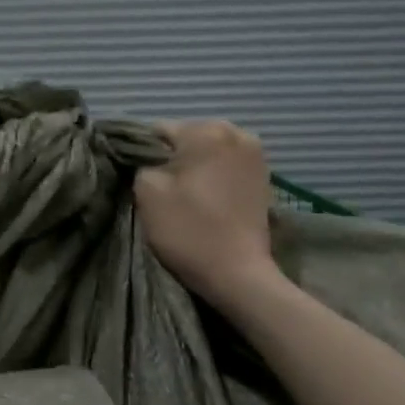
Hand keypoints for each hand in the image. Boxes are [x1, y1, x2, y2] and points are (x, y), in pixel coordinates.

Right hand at [134, 121, 279, 305]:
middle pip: (186, 137)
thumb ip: (141, 162)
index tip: (142, 181)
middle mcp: (236, 132)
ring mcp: (255, 153)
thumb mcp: (147, 192)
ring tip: (187, 196)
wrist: (238, 273)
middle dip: (172, 158)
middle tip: (164, 190)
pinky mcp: (263, 174)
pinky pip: (226, 164)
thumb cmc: (188, 229)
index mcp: (206, 131)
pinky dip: (213, 175)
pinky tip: (207, 198)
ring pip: (207, 150)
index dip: (143, 155)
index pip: (157, 131)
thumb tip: (147, 157)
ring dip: (194, 167)